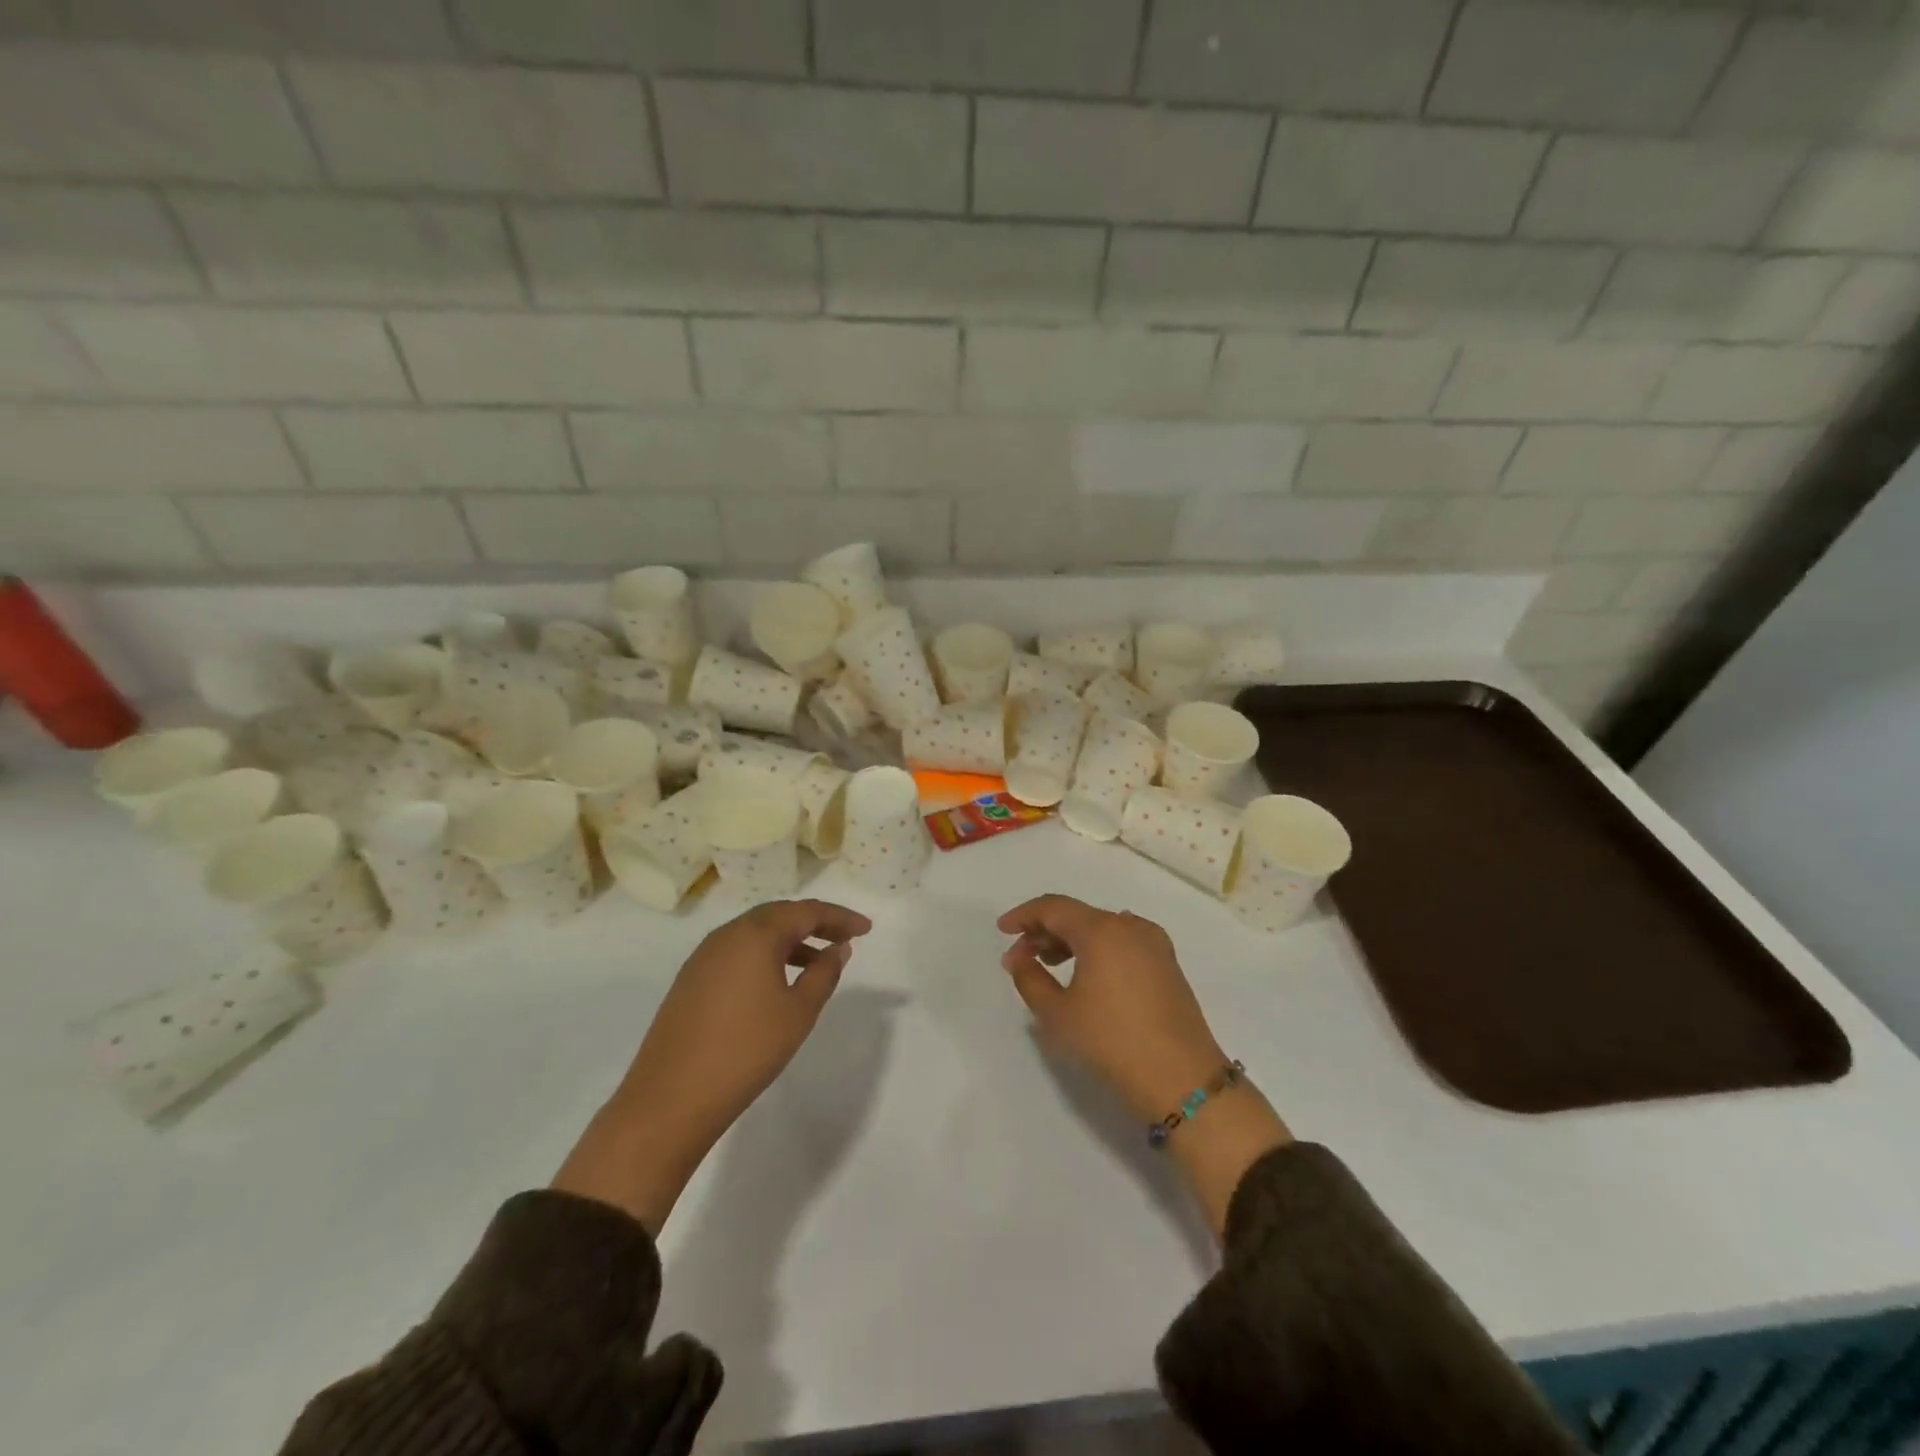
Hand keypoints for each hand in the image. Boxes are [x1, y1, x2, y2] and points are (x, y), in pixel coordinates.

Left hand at [554, 899, 871, 1232]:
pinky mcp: (691, 980)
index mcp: (756, 934)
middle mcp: (727, 934)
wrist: (669, 1099)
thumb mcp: (798, 1013)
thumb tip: (838, 948)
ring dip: (790, 940)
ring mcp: (704, 956)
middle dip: (815, 922)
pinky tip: (777, 981)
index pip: (807, 911)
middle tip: (845, 936)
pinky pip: (737, 952)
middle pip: (779, 915)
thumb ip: (823, 974)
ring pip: (756, 933)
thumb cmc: (745, 1050)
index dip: (840, 917)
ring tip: (818, 960)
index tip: (867, 929)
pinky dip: (765, 955)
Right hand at [998, 894, 1290, 1233]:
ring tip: (1048, 966)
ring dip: (1071, 941)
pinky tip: (1086, 974)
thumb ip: (1030, 979)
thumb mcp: (1058, 1014)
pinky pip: (1122, 942)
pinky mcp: (1167, 964)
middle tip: (1020, 958)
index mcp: (1102, 929)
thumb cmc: (1111, 1042)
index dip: (1024, 915)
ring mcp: (1154, 943)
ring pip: (1101, 928)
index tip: (1002, 930)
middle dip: (1044, 931)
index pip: (1054, 907)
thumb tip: (1018, 959)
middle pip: (1078, 916)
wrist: (1182, 1080)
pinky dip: (1097, 949)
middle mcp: (1130, 925)